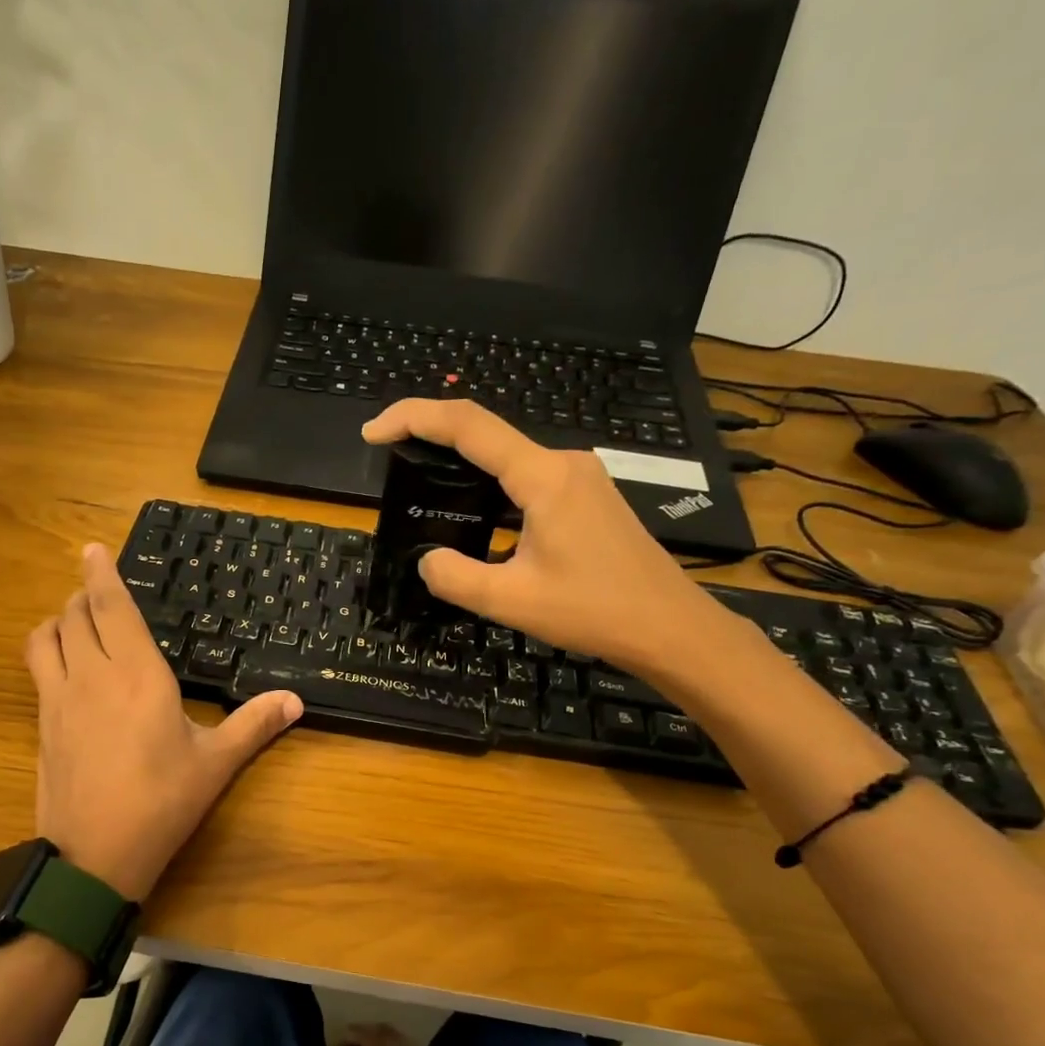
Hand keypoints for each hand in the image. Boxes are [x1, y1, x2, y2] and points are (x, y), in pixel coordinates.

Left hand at [25, 544, 303, 903]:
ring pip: (46, 637)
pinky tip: (67, 669)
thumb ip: (254, 725)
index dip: (100, 574)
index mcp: (138, 676)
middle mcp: (92, 676)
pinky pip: (37, 669)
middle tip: (99, 592)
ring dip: (58, 619)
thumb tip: (295, 701)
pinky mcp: (42, 724)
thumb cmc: (162, 803)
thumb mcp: (216, 764)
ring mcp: (58, 700)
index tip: (92, 548)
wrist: (94, 857)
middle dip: (83, 595)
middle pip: (74, 615)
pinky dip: (48, 651)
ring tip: (77, 622)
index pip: (110, 608)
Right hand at [362, 400, 734, 673]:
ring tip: (423, 483)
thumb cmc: (596, 612)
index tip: (373, 432)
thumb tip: (427, 560)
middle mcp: (563, 463)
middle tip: (390, 458)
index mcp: (543, 477)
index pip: (468, 426)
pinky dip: (489, 484)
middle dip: (432, 437)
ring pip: (507, 456)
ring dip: (462, 462)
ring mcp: (580, 477)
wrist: (671, 627)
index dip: (414, 418)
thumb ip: (455, 578)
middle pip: (486, 433)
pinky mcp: (587, 496)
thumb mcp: (511, 602)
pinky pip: (526, 477)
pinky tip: (474, 512)